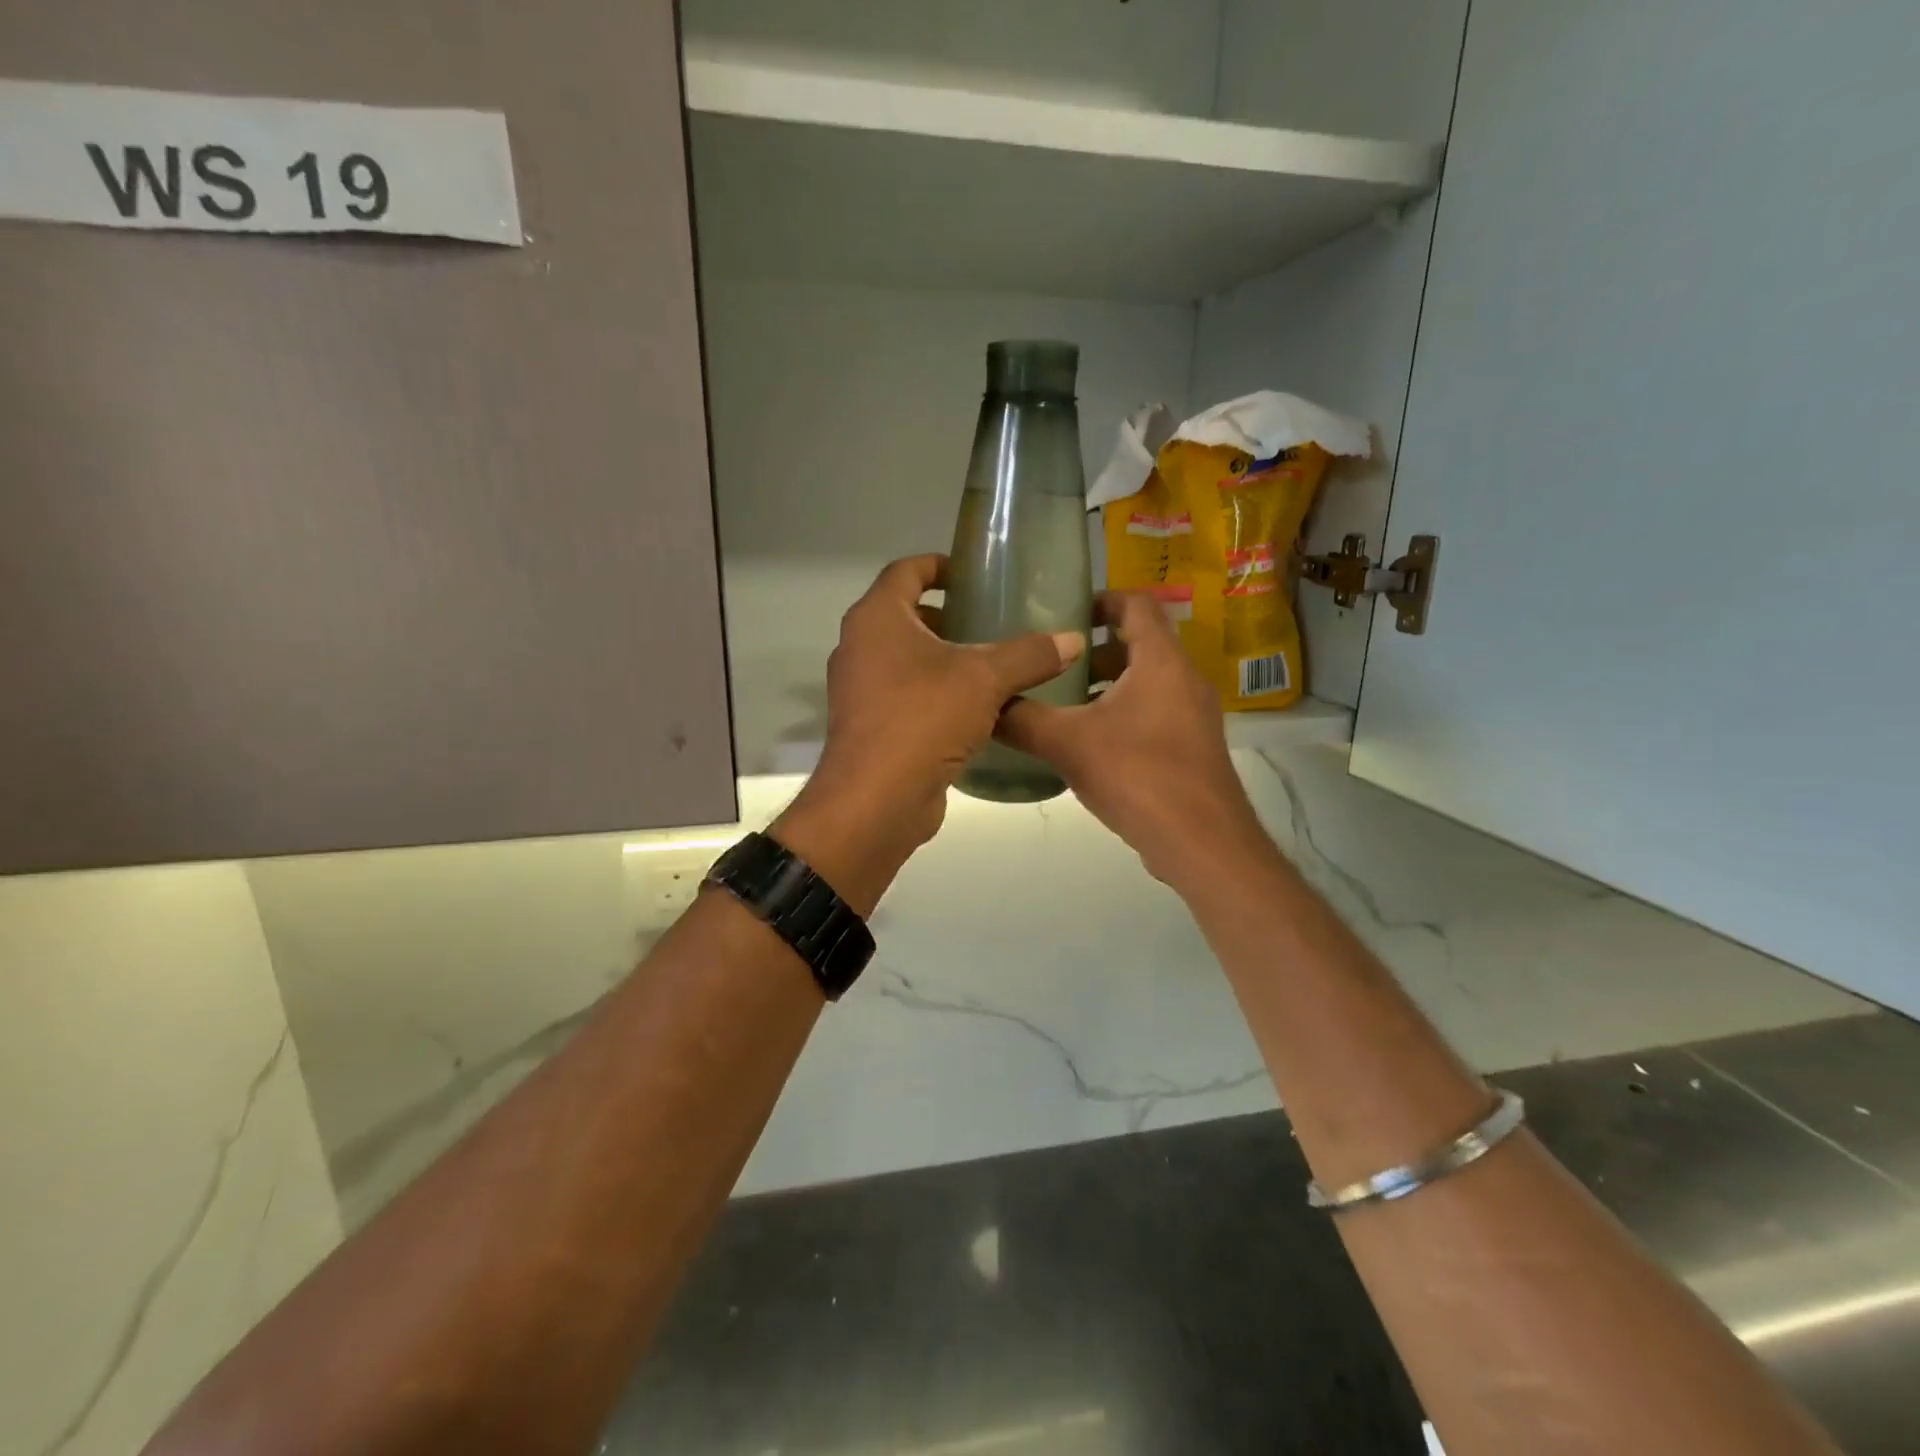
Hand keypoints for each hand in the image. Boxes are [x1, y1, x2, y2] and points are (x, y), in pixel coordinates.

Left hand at [772, 555, 1083, 911]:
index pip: (906, 570)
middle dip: (949, 616)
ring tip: (992, 666)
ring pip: (906, 660)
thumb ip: (1029, 654)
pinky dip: (936, 694)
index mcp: (877, 618)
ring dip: (944, 659)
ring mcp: (860, 690)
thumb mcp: (984, 680)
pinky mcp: (871, 727)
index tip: (974, 574)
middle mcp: (860, 647)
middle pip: (906, 616)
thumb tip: (1073, 640)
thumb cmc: (923, 719)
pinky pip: (906, 696)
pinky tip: (976, 710)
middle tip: (992, 622)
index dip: (941, 565)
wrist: (875, 801)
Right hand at [996, 592, 1270, 889]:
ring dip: (1108, 685)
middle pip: (1141, 644)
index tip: (1064, 611)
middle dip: (1095, 650)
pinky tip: (1089, 742)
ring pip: (1147, 682)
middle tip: (1053, 662)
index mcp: (1161, 662)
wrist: (1201, 842)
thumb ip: (1022, 720)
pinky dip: (1123, 713)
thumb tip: (985, 704)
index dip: (1101, 600)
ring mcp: (1194, 715)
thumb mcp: (1068, 744)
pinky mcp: (1193, 747)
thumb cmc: (1137, 775)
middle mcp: (1185, 679)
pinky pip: (1155, 712)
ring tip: (1063, 702)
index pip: (1137, 604)